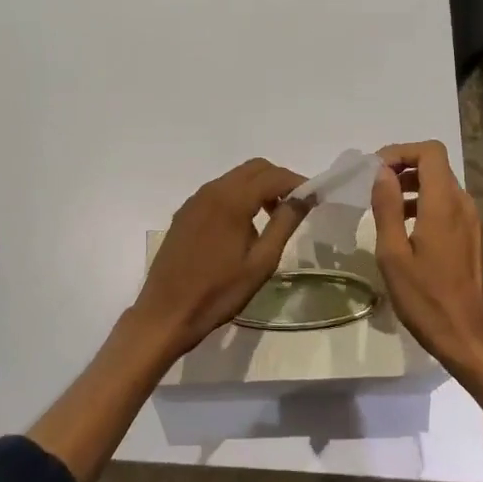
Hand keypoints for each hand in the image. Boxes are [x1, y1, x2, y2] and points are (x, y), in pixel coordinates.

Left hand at [130, 158, 309, 359]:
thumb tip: (304, 197)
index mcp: (232, 200)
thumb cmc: (219, 292)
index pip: (273, 176)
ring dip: (258, 188)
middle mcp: (211, 191)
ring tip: (272, 217)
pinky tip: (243, 226)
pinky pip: (218, 192)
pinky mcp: (185, 213)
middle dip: (278, 180)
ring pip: (234, 178)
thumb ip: (284, 224)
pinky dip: (238, 197)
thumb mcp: (261, 262)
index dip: (297, 182)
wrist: (167, 313)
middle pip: (253, 168)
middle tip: (295, 206)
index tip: (315, 198)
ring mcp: (195, 200)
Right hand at [370, 140, 482, 372]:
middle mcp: (462, 204)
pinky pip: (446, 204)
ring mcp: (470, 220)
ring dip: (412, 185)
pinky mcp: (470, 235)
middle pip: (435, 165)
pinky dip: (423, 203)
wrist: (466, 336)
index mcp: (443, 204)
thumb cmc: (425, 298)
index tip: (375, 170)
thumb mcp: (393, 254)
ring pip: (440, 184)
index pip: (430, 152)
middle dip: (402, 167)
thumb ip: (387, 208)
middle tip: (374, 187)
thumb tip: (381, 173)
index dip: (401, 152)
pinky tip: (404, 228)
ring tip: (384, 207)